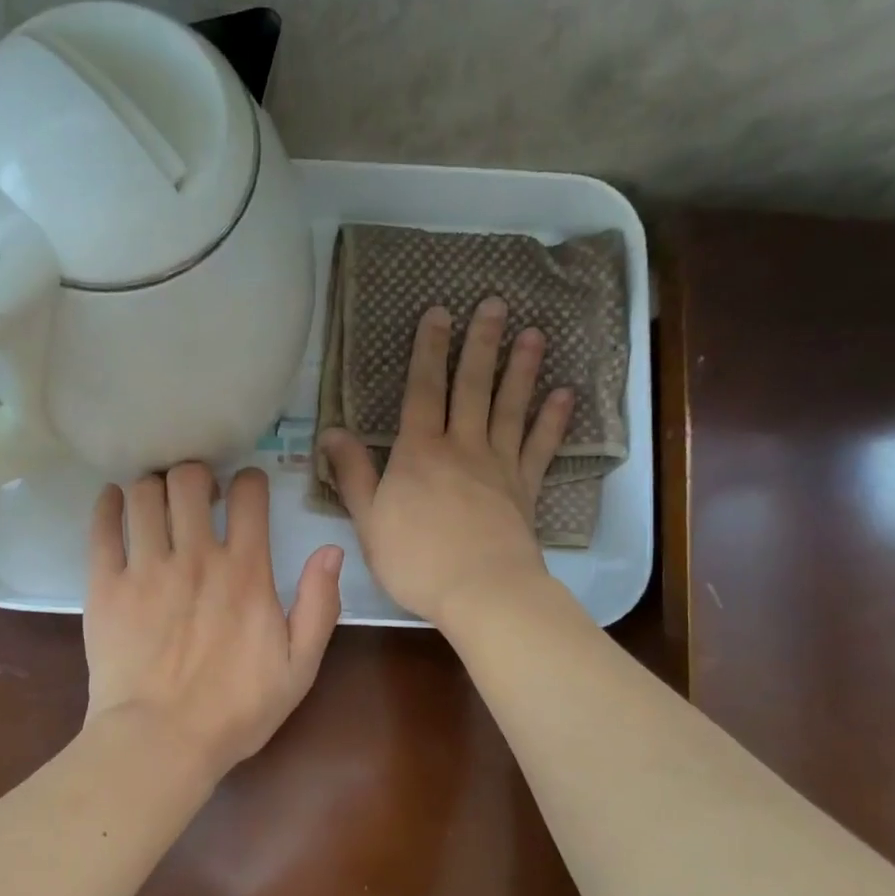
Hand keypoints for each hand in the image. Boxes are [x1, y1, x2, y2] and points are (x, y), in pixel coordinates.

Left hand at [83, 462, 343, 778]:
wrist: (160, 742)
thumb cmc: (235, 710)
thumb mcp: (299, 667)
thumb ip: (319, 606)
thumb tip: (330, 551)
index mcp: (245, 571)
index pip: (249, 495)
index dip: (250, 481)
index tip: (246, 490)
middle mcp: (195, 556)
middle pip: (189, 479)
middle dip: (196, 475)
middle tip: (196, 494)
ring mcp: (145, 567)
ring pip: (144, 494)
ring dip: (153, 486)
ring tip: (157, 501)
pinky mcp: (105, 585)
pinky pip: (102, 526)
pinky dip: (107, 504)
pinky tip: (113, 501)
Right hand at [319, 298, 570, 629]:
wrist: (482, 590)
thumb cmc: (416, 559)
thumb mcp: (368, 519)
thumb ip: (352, 473)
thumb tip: (330, 431)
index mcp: (419, 452)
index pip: (423, 390)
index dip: (429, 350)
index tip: (438, 313)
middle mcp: (462, 447)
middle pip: (471, 387)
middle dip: (480, 344)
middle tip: (493, 304)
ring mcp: (499, 465)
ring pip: (510, 407)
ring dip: (521, 369)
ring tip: (532, 333)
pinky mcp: (525, 489)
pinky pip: (540, 446)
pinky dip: (553, 420)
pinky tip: (563, 394)